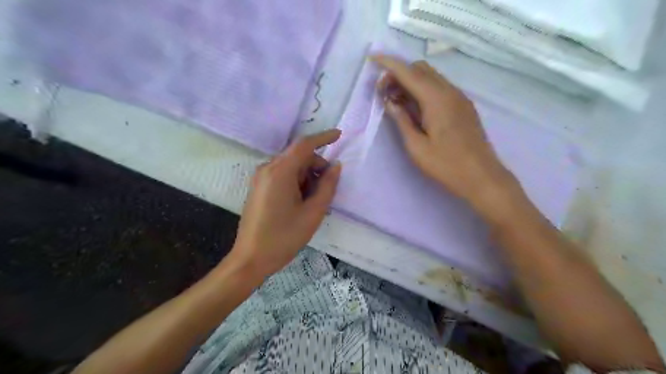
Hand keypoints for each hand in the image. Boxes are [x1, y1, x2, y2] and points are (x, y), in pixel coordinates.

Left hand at [230, 130, 342, 278]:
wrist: (250, 258)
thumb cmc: (284, 237)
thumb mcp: (313, 213)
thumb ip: (327, 186)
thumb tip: (336, 167)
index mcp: (280, 172)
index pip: (304, 145)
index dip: (323, 138)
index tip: (339, 135)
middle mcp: (268, 168)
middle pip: (298, 157)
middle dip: (316, 167)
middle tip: (327, 190)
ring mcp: (261, 178)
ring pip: (291, 167)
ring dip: (307, 177)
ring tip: (312, 202)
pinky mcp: (259, 187)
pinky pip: (282, 175)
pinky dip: (296, 182)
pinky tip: (300, 202)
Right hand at [372, 54, 516, 214]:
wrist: (482, 177)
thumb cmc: (446, 165)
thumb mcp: (416, 147)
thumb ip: (402, 120)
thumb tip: (390, 102)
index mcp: (436, 100)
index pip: (408, 73)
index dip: (389, 64)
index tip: (372, 58)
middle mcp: (450, 91)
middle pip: (421, 69)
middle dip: (399, 73)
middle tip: (384, 93)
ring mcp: (459, 97)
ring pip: (431, 77)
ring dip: (411, 81)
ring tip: (397, 100)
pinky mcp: (463, 106)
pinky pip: (440, 87)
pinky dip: (423, 89)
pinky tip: (416, 107)